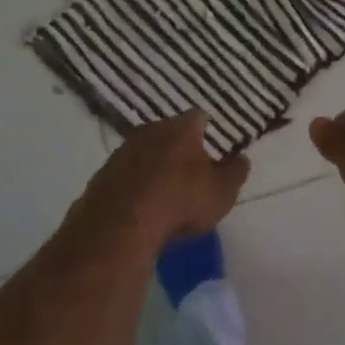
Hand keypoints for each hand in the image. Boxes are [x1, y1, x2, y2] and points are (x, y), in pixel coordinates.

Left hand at [70, 111, 249, 251]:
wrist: (120, 227)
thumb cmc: (181, 202)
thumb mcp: (222, 193)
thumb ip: (235, 173)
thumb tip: (242, 158)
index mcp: (181, 128)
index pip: (198, 117)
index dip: (207, 129)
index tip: (212, 142)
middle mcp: (149, 130)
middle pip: (168, 131)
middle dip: (178, 146)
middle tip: (190, 168)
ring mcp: (121, 151)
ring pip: (144, 151)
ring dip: (154, 164)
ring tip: (164, 189)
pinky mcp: (102, 175)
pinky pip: (125, 173)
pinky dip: (134, 183)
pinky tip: (140, 203)